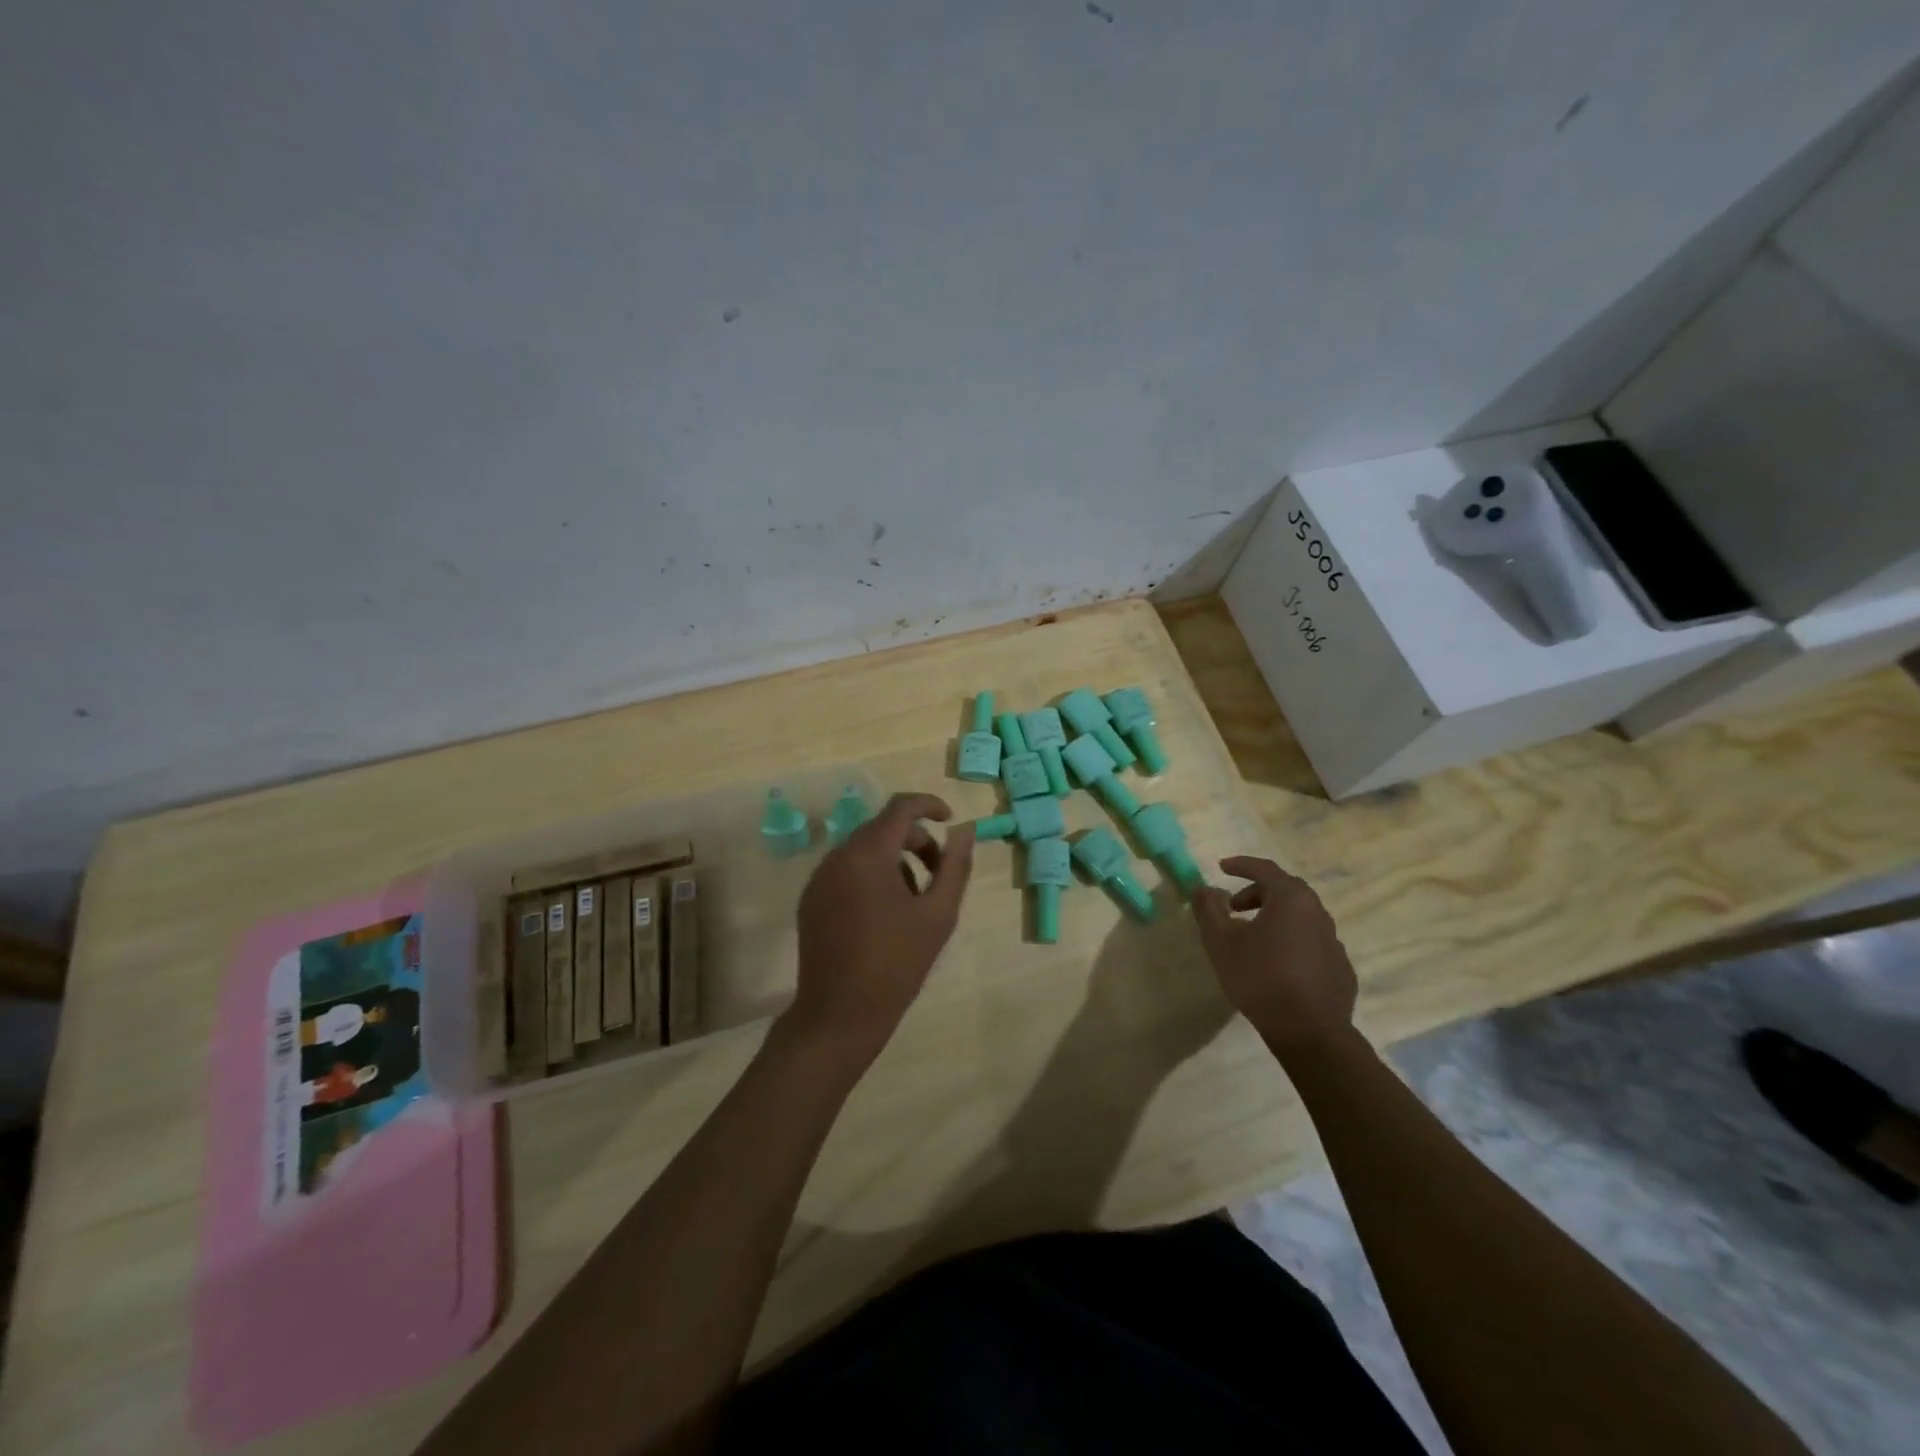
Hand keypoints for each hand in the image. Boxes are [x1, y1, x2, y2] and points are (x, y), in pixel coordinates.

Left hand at [785, 792, 974, 1062]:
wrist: (840, 1014)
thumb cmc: (897, 963)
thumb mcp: (939, 914)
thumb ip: (955, 865)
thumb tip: (964, 830)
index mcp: (868, 854)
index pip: (901, 807)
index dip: (929, 805)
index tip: (951, 819)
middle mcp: (838, 856)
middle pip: (882, 828)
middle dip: (915, 841)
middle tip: (939, 873)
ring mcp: (819, 878)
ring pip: (864, 850)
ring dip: (894, 860)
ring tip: (914, 901)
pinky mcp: (811, 900)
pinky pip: (846, 871)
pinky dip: (871, 876)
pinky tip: (885, 915)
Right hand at [1193, 856, 1356, 1058]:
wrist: (1310, 1032)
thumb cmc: (1260, 978)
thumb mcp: (1221, 942)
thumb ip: (1209, 909)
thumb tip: (1204, 888)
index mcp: (1291, 899)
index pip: (1264, 869)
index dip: (1241, 865)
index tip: (1221, 867)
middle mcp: (1318, 913)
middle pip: (1286, 890)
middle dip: (1257, 892)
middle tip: (1234, 906)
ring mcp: (1334, 942)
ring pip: (1300, 917)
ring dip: (1275, 918)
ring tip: (1252, 938)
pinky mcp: (1340, 968)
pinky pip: (1311, 943)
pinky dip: (1291, 941)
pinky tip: (1277, 965)